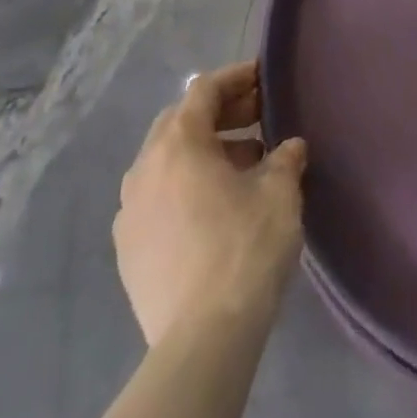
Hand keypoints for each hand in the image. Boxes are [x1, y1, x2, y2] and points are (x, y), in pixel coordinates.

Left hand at [114, 60, 307, 344]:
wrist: (202, 340)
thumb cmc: (245, 247)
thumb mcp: (279, 191)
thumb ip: (284, 157)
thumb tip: (289, 147)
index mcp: (178, 144)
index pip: (204, 90)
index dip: (236, 78)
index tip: (263, 76)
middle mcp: (144, 169)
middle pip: (180, 121)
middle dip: (219, 113)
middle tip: (257, 117)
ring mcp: (129, 212)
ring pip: (166, 161)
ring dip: (203, 151)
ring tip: (244, 165)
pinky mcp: (127, 251)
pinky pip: (156, 197)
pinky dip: (184, 186)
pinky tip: (215, 207)